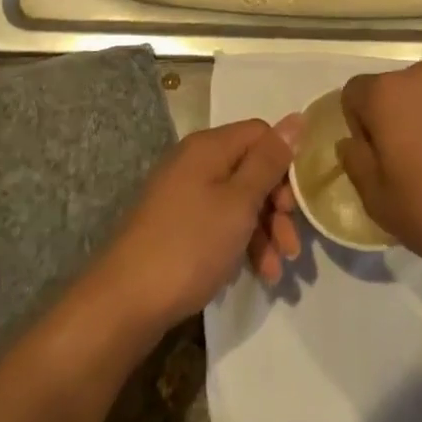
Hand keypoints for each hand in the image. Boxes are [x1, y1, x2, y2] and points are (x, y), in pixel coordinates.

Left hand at [92, 118, 301, 336]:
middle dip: (276, 206)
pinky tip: (254, 273)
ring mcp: (182, 195)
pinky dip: (239, 243)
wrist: (124, 303)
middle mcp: (195, 162)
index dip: (284, 164)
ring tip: (276, 273)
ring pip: (236, 200)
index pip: (260, 134)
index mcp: (209, 147)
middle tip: (291, 245)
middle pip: (250, 169)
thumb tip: (296, 118)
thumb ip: (269, 161)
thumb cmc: (190, 245)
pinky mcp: (175, 226)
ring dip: (263, 231)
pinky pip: (218, 222)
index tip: (296, 204)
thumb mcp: (239, 202)